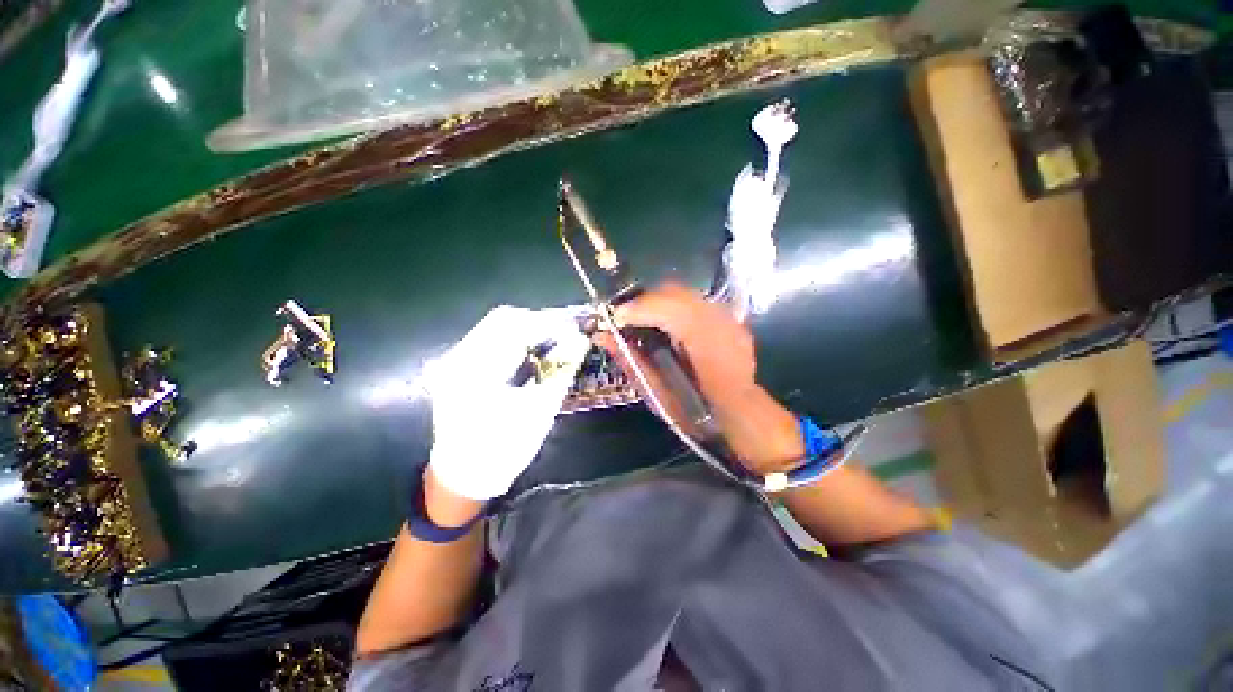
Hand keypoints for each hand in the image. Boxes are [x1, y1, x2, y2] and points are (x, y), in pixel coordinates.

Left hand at [425, 306, 590, 500]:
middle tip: (564, 335)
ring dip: (526, 330)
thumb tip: (581, 340)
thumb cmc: (505, 448)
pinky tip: (530, 353)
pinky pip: (488, 339)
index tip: (573, 329)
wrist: (465, 475)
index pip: (515, 326)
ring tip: (551, 343)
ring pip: (495, 327)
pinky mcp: (456, 366)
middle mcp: (458, 358)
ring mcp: (453, 361)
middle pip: (502, 319)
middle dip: (538, 323)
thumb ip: (561, 370)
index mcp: (476, 371)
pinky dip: (514, 340)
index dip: (548, 323)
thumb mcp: (540, 410)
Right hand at [603, 283, 804, 473]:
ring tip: (641, 319)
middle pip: (673, 292)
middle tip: (624, 318)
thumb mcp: (657, 393)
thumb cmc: (695, 413)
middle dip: (642, 301)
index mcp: (704, 344)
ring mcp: (727, 317)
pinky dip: (672, 307)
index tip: (612, 319)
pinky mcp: (728, 317)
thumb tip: (602, 336)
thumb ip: (631, 360)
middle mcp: (719, 322)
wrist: (739, 415)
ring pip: (683, 293)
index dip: (635, 309)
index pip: (665, 309)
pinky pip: (693, 301)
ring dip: (656, 302)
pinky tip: (665, 323)